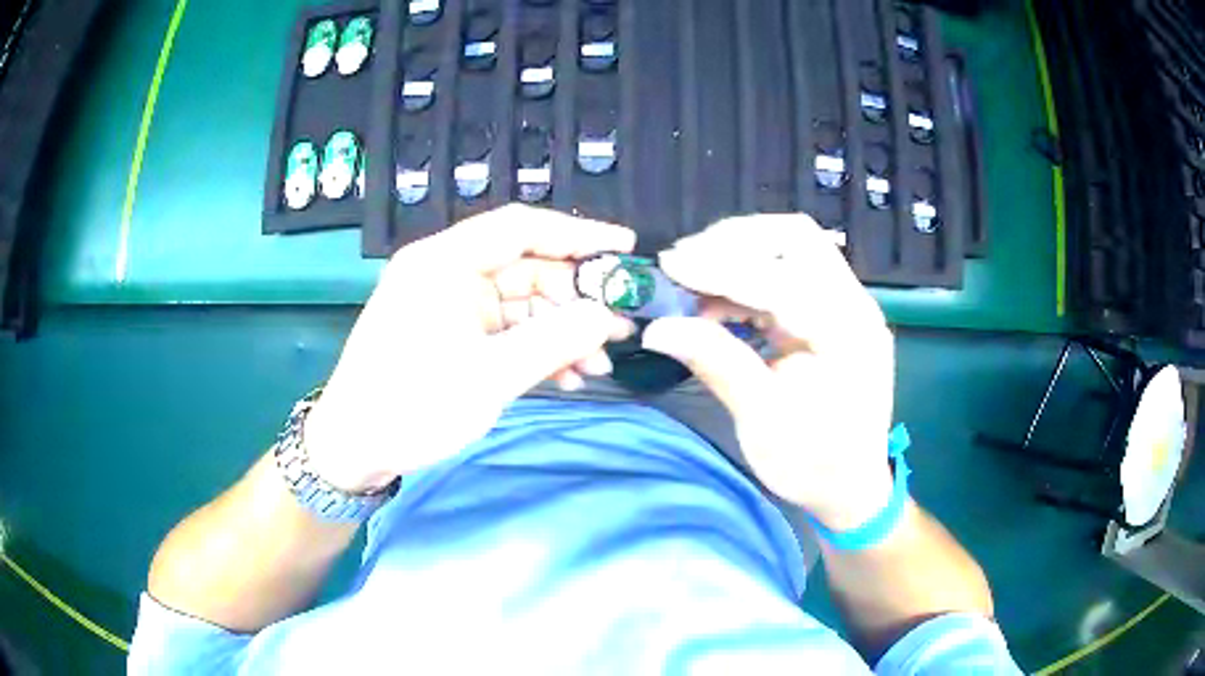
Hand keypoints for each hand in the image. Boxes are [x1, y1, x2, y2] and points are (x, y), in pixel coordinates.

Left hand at [302, 205, 635, 492]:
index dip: (579, 234)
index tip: (626, 249)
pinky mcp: (454, 332)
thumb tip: (608, 316)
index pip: (521, 228)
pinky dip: (537, 348)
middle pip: (528, 268)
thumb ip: (554, 342)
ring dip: (561, 331)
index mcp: (445, 262)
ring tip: (597, 365)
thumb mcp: (488, 376)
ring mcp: (451, 303)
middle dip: (576, 300)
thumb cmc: (411, 405)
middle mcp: (449, 272)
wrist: (355, 446)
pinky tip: (566, 376)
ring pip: (522, 303)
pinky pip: (507, 329)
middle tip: (619, 329)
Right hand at [641, 215, 895, 530]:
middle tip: (684, 262)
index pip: (779, 277)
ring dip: (742, 254)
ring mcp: (848, 305)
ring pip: (794, 248)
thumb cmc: (814, 464)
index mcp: (845, 332)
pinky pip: (793, 273)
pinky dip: (752, 276)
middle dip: (734, 241)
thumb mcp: (762, 420)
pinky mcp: (835, 313)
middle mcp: (854, 305)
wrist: (853, 488)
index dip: (720, 267)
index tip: (670, 266)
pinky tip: (721, 300)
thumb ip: (716, 362)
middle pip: (796, 237)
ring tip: (695, 279)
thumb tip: (658, 328)